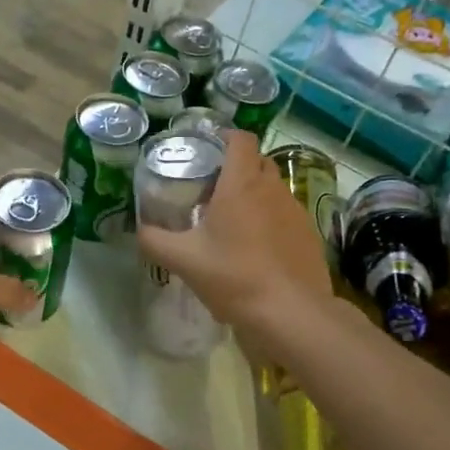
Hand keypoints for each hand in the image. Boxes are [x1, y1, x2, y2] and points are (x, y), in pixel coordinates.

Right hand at [136, 131, 331, 328]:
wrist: (290, 313)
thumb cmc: (234, 278)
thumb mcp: (184, 261)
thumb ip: (154, 241)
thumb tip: (139, 230)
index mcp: (241, 184)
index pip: (240, 139)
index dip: (224, 137)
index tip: (207, 149)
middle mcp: (272, 188)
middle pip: (257, 161)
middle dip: (237, 167)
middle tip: (212, 188)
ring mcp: (295, 210)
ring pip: (273, 188)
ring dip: (254, 195)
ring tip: (233, 221)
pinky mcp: (309, 233)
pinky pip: (286, 214)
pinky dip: (271, 220)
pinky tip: (257, 248)